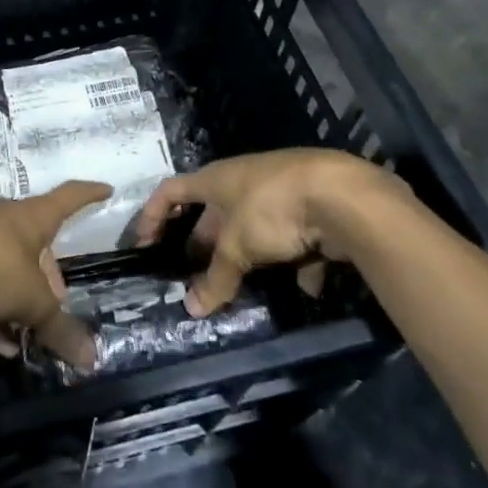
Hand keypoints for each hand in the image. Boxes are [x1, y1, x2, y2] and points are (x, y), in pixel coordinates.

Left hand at [0, 181, 111, 368]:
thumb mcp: (34, 304)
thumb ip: (61, 330)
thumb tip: (91, 359)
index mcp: (32, 217)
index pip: (69, 198)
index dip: (89, 195)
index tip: (106, 190)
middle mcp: (3, 218)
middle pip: (34, 240)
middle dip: (47, 273)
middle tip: (55, 302)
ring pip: (5, 263)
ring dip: (17, 296)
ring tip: (26, 332)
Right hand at [134, 149, 410, 315]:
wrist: (344, 196)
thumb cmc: (272, 209)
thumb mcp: (237, 247)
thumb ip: (216, 278)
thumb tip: (192, 308)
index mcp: (216, 179)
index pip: (171, 191)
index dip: (152, 216)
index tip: (143, 246)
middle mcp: (243, 181)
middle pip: (212, 213)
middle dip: (202, 246)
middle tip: (193, 276)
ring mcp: (279, 192)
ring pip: (252, 228)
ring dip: (246, 257)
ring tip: (241, 287)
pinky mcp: (311, 207)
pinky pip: (292, 237)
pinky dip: (293, 261)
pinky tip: (302, 286)